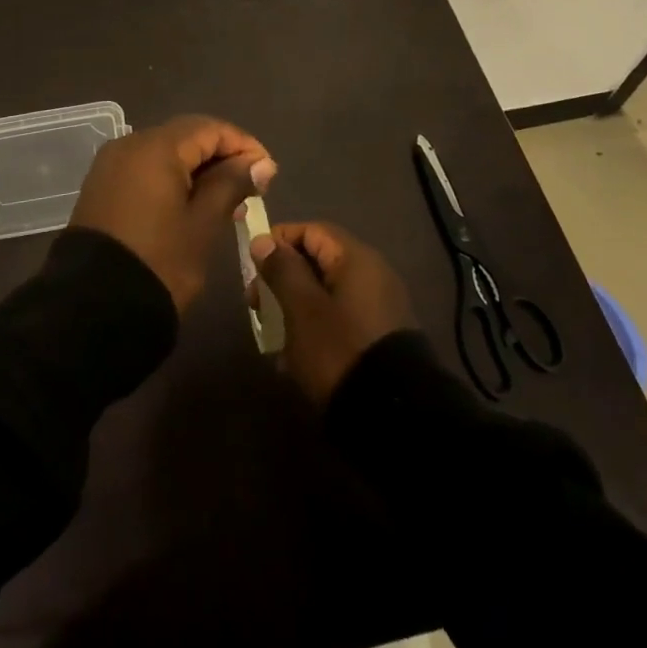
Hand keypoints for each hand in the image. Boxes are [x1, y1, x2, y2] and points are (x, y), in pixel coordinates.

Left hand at [70, 115, 275, 312]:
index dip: (243, 146)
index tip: (269, 173)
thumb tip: (261, 163)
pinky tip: (192, 204)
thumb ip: (231, 184)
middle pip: (186, 137)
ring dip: (198, 169)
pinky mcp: (102, 186)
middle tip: (251, 188)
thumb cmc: (159, 262)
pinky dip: (172, 179)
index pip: (209, 129)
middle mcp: (129, 144)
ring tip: (228, 200)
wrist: (93, 307)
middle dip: (221, 156)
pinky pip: (145, 169)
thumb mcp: (203, 224)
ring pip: (165, 153)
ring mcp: (111, 165)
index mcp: (155, 147)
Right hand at [249, 222, 414, 403]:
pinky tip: (295, 359)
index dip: (278, 241)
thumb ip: (281, 269)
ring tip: (272, 336)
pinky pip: (339, 319)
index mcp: (356, 259)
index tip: (252, 266)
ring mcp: (379, 308)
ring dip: (295, 307)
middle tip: (256, 305)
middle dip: (282, 279)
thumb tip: (264, 241)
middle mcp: (372, 275)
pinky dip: (314, 329)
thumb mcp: (301, 308)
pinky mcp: (379, 338)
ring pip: (325, 294)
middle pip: (318, 262)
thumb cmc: (340, 349)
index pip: (311, 230)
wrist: (394, 416)